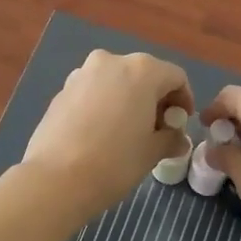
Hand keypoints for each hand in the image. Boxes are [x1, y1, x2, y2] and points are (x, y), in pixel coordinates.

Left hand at [22, 50, 192, 220]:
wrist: (56, 179)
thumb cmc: (115, 162)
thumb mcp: (152, 152)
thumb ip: (170, 138)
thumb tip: (177, 139)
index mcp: (142, 70)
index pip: (176, 77)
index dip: (184, 100)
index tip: (181, 125)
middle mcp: (111, 61)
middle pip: (144, 75)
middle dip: (155, 99)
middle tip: (157, 130)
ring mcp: (82, 73)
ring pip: (116, 81)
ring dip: (128, 100)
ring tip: (128, 132)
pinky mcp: (62, 90)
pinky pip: (93, 92)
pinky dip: (104, 105)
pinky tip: (101, 134)